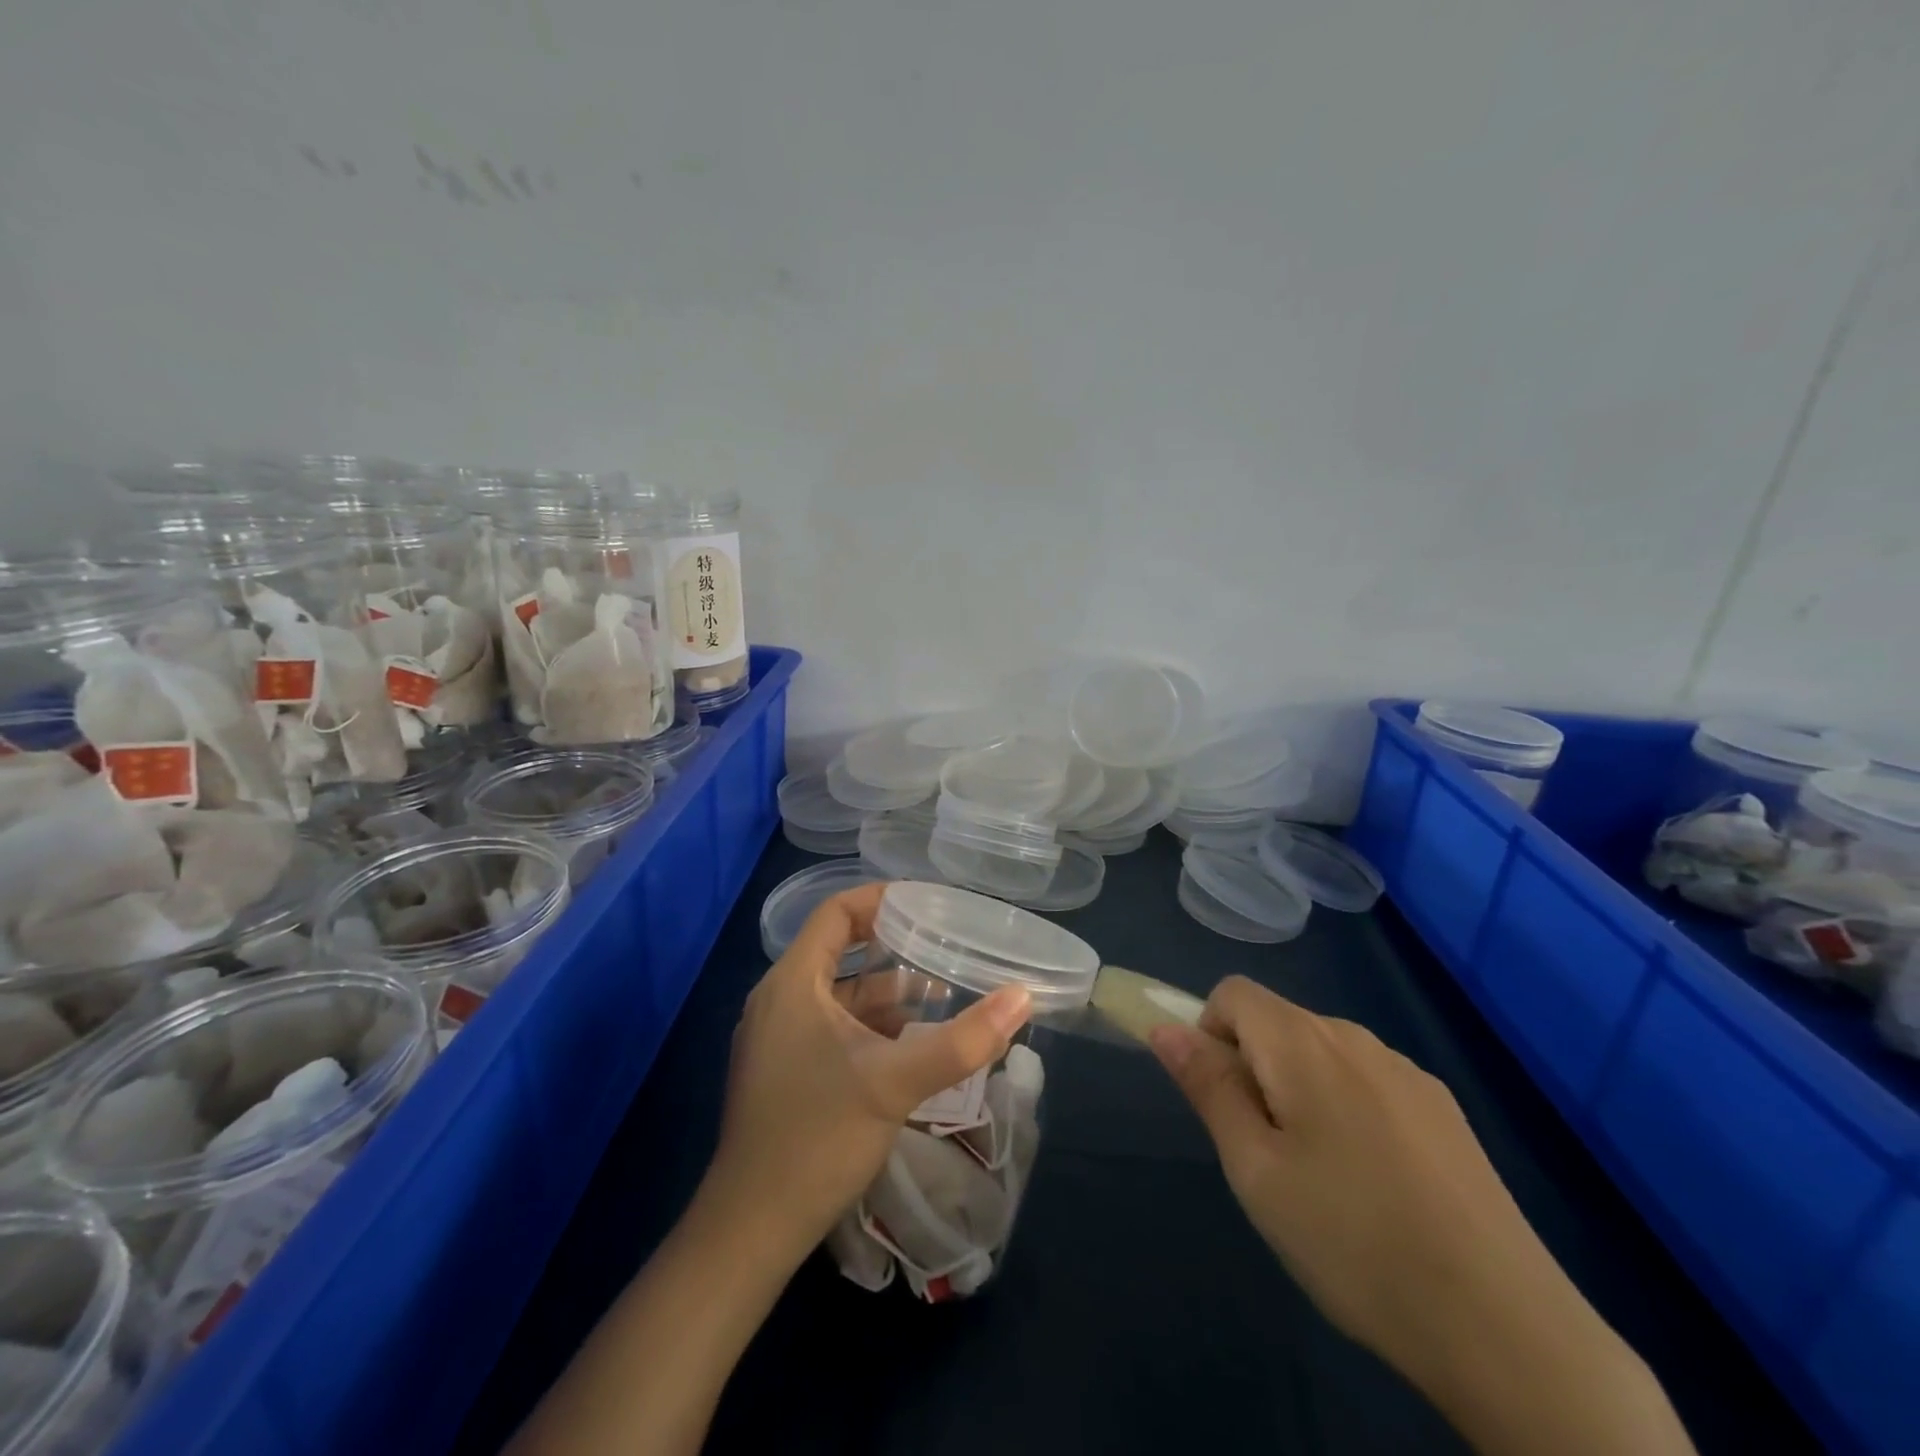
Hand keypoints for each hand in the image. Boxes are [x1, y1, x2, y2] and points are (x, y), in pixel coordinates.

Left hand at [702, 882, 1032, 1260]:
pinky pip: (831, 1025)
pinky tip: (910, 1040)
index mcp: (792, 983)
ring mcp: (777, 1038)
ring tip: (940, 990)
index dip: (880, 900)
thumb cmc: (817, 1139)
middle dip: (893, 946)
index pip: (835, 913)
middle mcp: (779, 1000)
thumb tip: (1021, 998)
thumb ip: (962, 1041)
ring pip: (838, 994)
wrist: (751, 1230)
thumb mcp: (895, 1083)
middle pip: (839, 950)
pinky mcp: (784, 1071)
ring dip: (885, 990)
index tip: (927, 903)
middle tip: (945, 942)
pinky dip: (870, 1023)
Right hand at [1150, 977, 1692, 1455]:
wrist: (1506, 1327)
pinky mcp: (1444, 1108)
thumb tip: (1165, 1027)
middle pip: (1278, 1021)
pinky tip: (1377, 1186)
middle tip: (1266, 1155)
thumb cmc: (1352, 1242)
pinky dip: (1348, 1108)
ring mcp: (1407, 1072)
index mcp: (1303, 1043)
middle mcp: (1355, 1038)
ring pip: (1323, 1053)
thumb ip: (1208, 1087)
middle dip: (1254, 1068)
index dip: (1209, 1033)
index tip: (1222, 1102)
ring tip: (1322, 1179)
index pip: (1233, 993)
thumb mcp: (1255, 1170)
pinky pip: (1368, 1081)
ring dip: (1300, 1090)